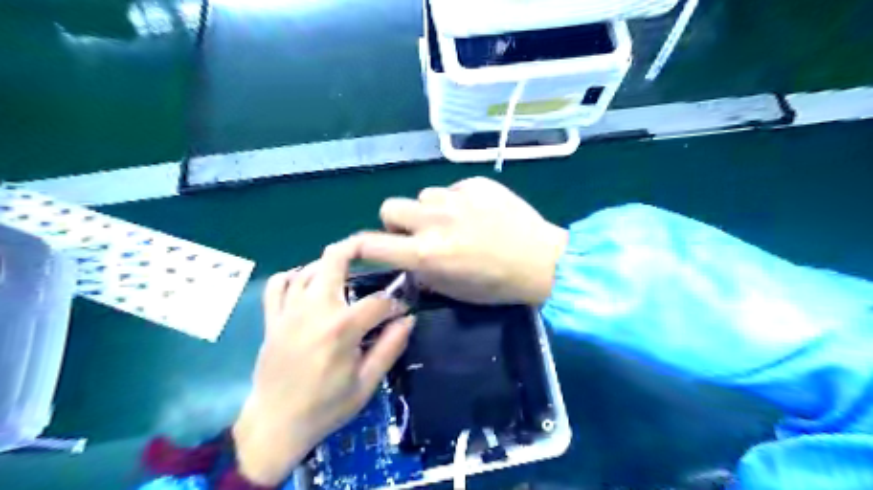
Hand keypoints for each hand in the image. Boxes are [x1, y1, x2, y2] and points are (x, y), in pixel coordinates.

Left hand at [234, 239, 412, 483]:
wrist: (275, 425)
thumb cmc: (326, 407)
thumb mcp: (367, 382)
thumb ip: (390, 347)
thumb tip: (409, 319)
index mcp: (342, 327)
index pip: (378, 301)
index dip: (395, 304)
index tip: (401, 313)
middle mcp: (315, 309)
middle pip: (335, 259)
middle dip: (357, 248)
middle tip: (372, 252)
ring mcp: (289, 311)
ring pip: (309, 268)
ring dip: (330, 264)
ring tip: (345, 273)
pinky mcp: (273, 319)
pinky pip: (277, 285)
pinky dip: (292, 277)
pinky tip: (305, 284)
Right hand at [355, 177, 565, 304]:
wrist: (541, 260)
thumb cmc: (496, 285)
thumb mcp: (452, 290)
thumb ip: (422, 271)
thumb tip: (407, 259)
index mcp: (426, 253)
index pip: (372, 243)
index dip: (360, 246)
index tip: (364, 248)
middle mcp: (434, 221)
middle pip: (389, 207)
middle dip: (396, 222)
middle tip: (417, 234)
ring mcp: (455, 197)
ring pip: (422, 196)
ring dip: (429, 210)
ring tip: (455, 223)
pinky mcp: (475, 183)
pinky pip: (451, 189)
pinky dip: (456, 201)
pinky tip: (477, 213)